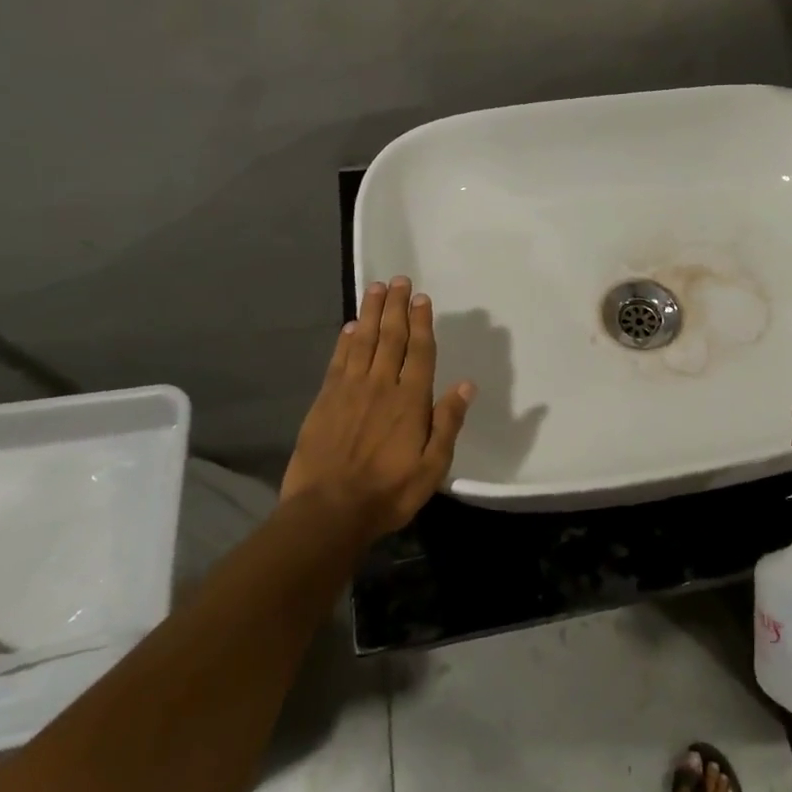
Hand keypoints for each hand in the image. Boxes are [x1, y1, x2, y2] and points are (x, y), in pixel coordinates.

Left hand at [282, 277, 475, 542]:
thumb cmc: (388, 492)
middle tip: (399, 280)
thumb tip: (466, 385)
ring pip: (363, 341)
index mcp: (411, 400)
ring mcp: (350, 390)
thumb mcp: (432, 467)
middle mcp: (381, 385)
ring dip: (370, 313)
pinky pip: (338, 361)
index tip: (421, 298)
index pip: (419, 351)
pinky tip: (349, 327)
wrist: (328, 511)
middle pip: (391, 337)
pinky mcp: (325, 400)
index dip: (422, 322)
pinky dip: (344, 341)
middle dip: (396, 306)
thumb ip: (448, 423)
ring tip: (376, 288)